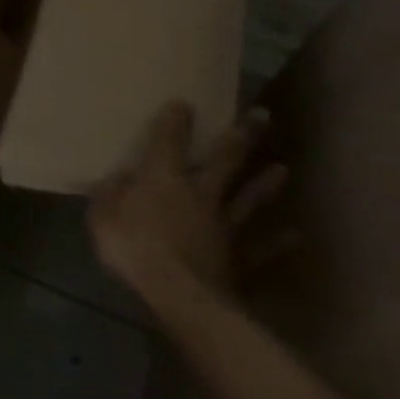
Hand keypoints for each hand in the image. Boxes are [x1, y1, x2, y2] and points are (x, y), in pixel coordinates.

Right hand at [87, 101, 289, 315]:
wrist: (180, 295)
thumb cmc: (133, 249)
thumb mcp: (102, 217)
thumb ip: (109, 194)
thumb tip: (119, 176)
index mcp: (164, 178)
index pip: (169, 141)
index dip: (176, 120)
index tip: (184, 102)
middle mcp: (200, 193)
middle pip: (225, 160)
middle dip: (241, 137)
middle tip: (261, 115)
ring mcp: (226, 226)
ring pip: (249, 199)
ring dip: (265, 184)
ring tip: (282, 168)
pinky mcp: (242, 259)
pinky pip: (263, 250)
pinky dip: (280, 243)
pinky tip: (297, 236)